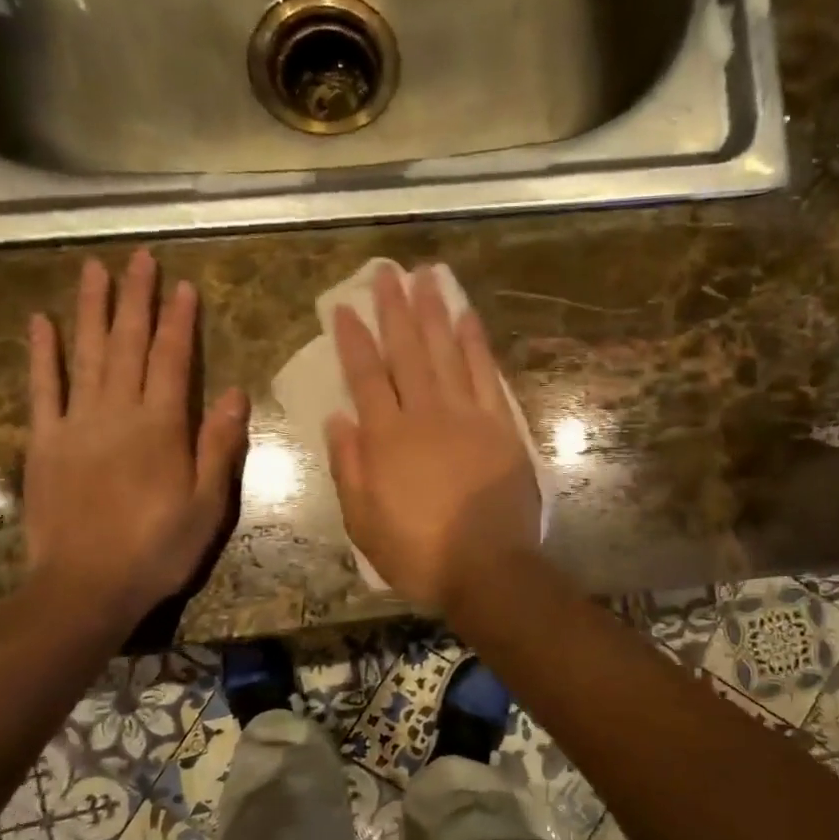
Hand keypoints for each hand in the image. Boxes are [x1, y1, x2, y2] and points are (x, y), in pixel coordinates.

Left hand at [24, 250, 248, 626]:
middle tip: (138, 256)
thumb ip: (219, 446)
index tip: (182, 284)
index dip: (179, 321)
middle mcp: (118, 413)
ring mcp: (76, 424)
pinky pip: (42, 389)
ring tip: (94, 270)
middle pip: (128, 345)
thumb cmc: (159, 549)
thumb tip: (233, 392)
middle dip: (135, 299)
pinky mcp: (45, 442)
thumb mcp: (208, 505)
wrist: (87, 586)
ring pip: (85, 355)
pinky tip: (41, 322)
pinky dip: (42, 354)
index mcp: (162, 428)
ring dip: (91, 310)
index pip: (172, 360)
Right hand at [325, 264, 540, 608]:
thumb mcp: (364, 522)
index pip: (364, 376)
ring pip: (446, 352)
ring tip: (426, 276)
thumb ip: (348, 467)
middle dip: (394, 309)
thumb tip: (336, 418)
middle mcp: (424, 415)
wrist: (488, 568)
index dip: (353, 339)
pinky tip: (467, 317)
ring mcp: (467, 416)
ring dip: (434, 312)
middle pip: (406, 351)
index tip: (344, 306)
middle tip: (387, 271)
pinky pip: (486, 374)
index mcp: (385, 439)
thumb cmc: (419, 552)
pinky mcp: (501, 426)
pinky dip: (476, 343)